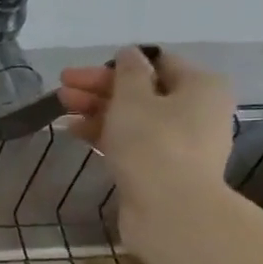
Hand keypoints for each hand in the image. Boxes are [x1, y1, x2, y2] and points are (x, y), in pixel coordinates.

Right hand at [57, 46, 234, 244]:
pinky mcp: (164, 167)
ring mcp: (181, 141)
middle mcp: (197, 110)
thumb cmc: (154, 142)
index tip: (81, 72)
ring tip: (62, 109)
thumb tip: (130, 54)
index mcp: (201, 85)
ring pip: (134, 117)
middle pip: (143, 91)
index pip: (157, 62)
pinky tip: (75, 132)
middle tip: (62, 89)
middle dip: (99, 89)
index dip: (116, 64)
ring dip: (97, 110)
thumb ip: (128, 72)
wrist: (171, 208)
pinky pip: (132, 141)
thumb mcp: (133, 98)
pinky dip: (106, 133)